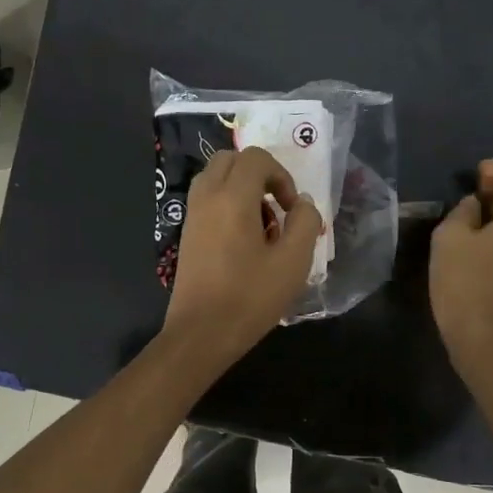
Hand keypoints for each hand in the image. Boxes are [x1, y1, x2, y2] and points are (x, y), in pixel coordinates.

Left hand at [163, 146, 323, 368]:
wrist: (201, 333)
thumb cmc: (250, 297)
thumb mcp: (293, 262)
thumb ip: (305, 222)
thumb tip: (302, 202)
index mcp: (232, 198)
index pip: (256, 158)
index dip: (281, 175)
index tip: (292, 208)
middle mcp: (207, 197)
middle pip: (231, 160)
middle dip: (259, 176)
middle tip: (277, 208)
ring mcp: (193, 216)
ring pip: (216, 179)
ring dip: (242, 190)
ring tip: (263, 227)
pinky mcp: (187, 235)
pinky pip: (208, 201)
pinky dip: (228, 206)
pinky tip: (244, 243)